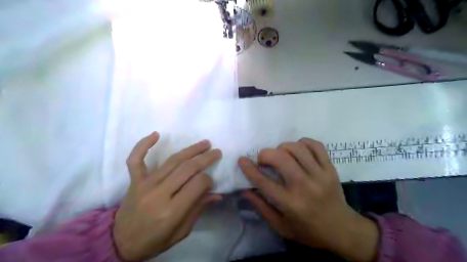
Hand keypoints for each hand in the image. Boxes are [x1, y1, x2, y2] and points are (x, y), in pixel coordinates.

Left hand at [113, 133, 221, 261]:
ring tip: (204, 143)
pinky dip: (143, 145)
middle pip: (187, 169)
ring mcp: (144, 184)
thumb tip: (216, 194)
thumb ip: (198, 210)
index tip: (211, 181)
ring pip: (172, 161)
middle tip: (216, 151)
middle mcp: (159, 194)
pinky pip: (136, 159)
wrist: (121, 242)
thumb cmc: (154, 240)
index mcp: (172, 211)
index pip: (197, 184)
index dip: (208, 180)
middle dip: (205, 158)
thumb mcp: (181, 232)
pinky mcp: (134, 180)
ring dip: (190, 150)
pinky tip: (156, 134)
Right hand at [239, 138, 376, 260]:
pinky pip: (316, 145)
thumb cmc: (308, 231)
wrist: (342, 230)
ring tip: (280, 155)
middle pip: (281, 158)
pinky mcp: (330, 168)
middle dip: (266, 154)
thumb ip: (261, 207)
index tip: (242, 159)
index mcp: (290, 204)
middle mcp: (304, 186)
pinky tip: (298, 149)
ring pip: (297, 148)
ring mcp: (320, 175)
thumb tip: (245, 190)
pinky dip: (303, 142)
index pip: (264, 181)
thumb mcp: (281, 226)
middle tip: (263, 159)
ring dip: (283, 147)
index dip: (249, 168)